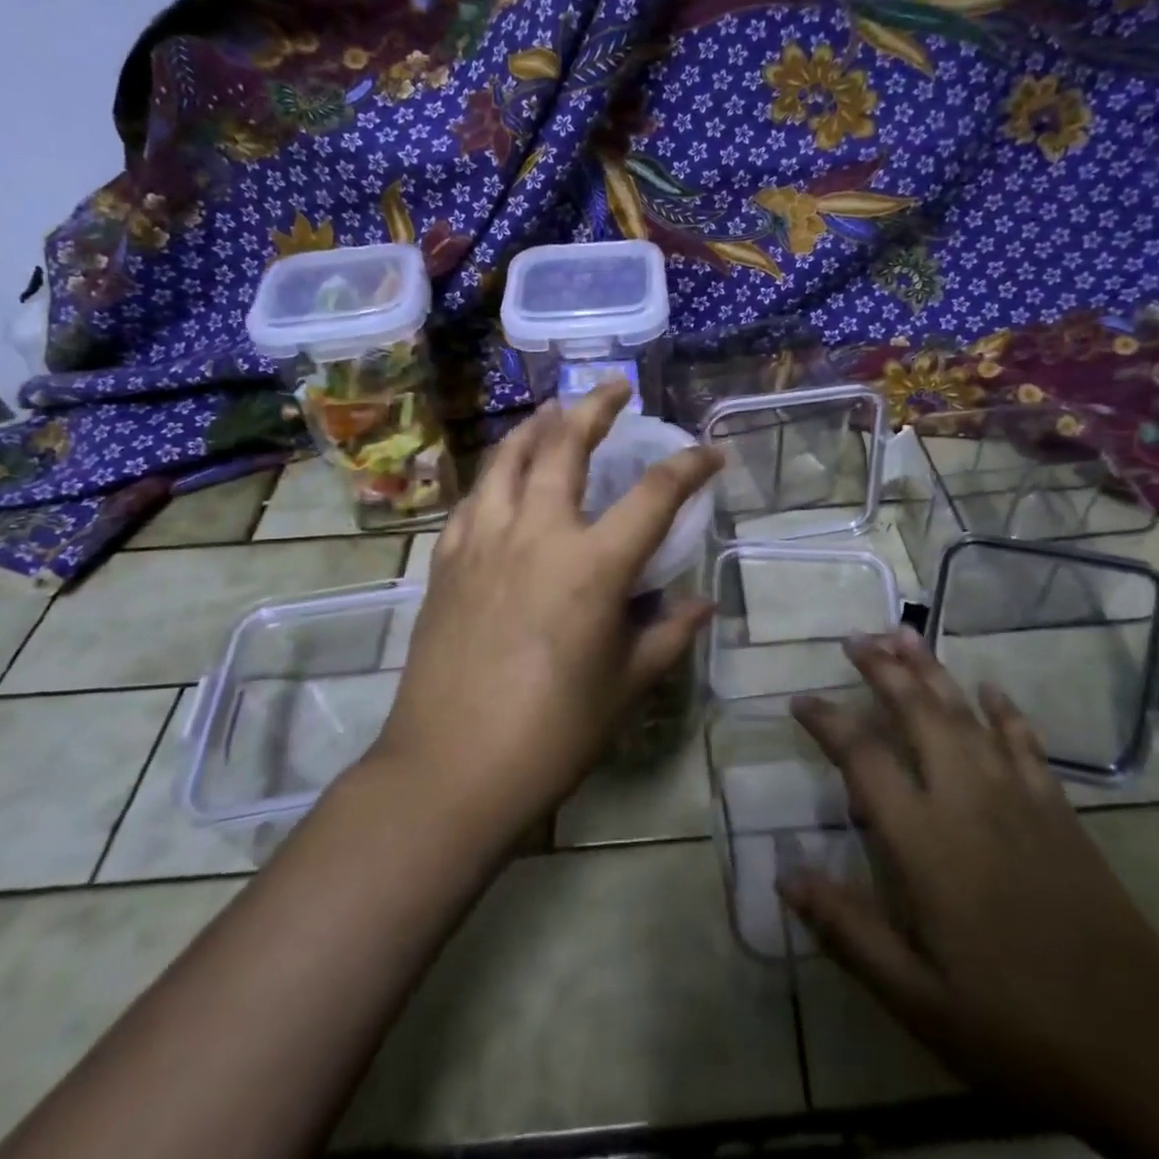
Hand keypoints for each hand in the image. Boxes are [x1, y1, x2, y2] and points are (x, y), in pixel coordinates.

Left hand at [372, 381, 721, 839]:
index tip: (711, 453)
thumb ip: (668, 635)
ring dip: (536, 426)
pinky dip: (496, 475)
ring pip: (508, 459)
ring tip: (553, 411)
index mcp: (592, 565)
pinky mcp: (447, 562)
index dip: (690, 466)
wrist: (449, 771)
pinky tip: (503, 478)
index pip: (655, 494)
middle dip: (595, 407)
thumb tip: (701, 604)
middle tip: (615, 388)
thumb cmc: (552, 733)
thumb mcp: (625, 686)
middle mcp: (538, 535)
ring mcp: (484, 542)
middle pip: (566, 446)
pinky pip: (474, 499)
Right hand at [780, 630, 1158, 1121]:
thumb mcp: (917, 999)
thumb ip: (848, 930)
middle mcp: (966, 798)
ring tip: (905, 635)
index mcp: (924, 840)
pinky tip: (990, 688)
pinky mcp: (1058, 808)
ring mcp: (1017, 796)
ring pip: (966, 712)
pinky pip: (1024, 741)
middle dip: (883, 669)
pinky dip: (1004, 710)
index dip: (828, 722)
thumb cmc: (1015, 1024)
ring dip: (932, 670)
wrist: (1141, 1042)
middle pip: (917, 712)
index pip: (863, 758)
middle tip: (856, 638)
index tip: (801, 699)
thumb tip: (785, 876)